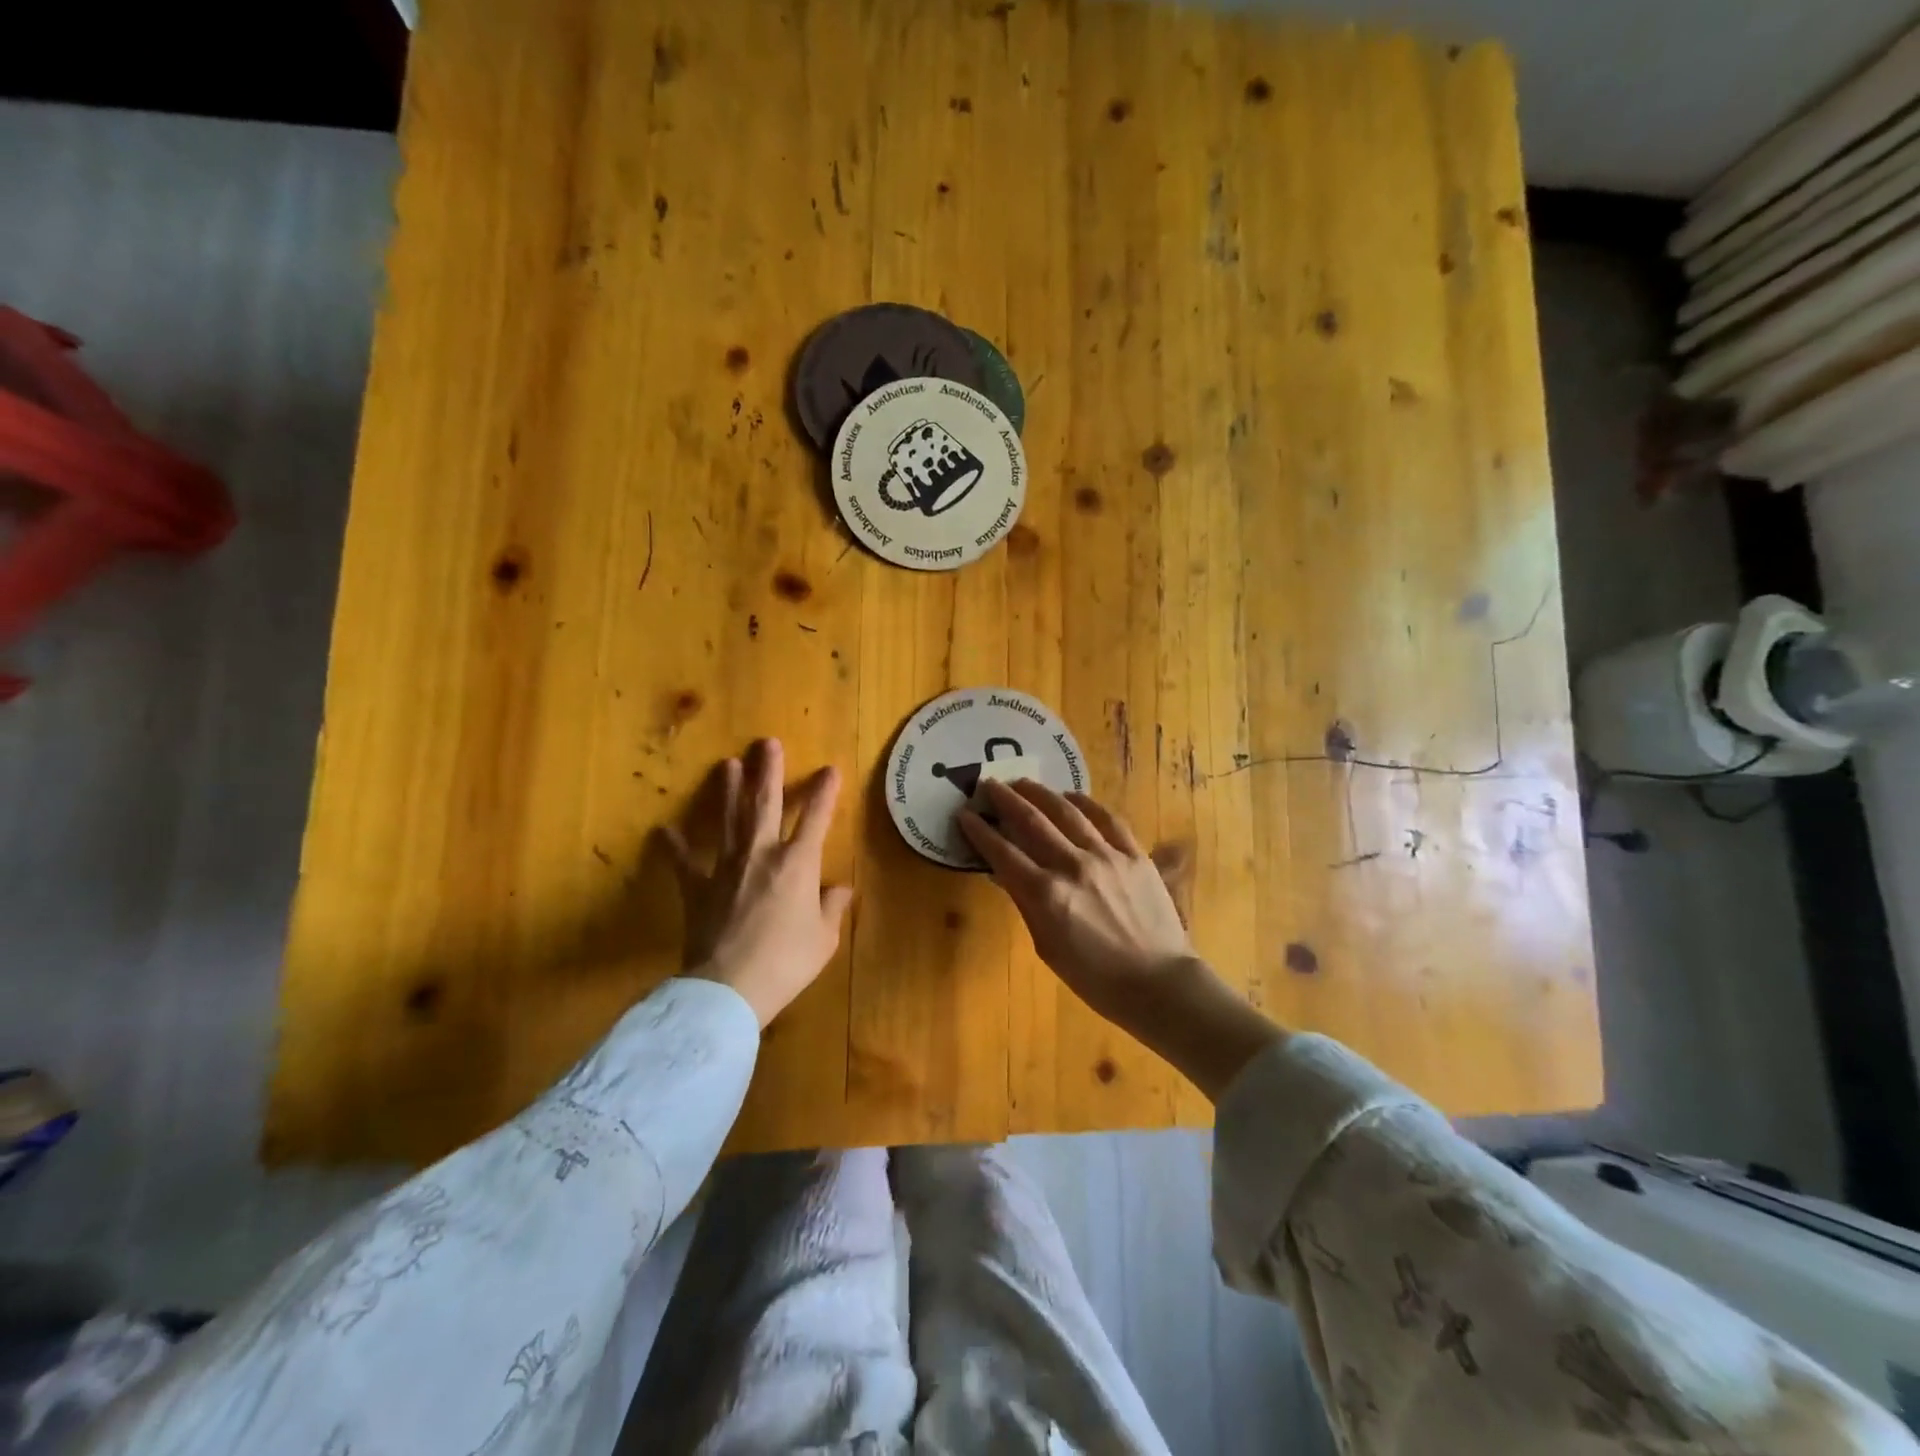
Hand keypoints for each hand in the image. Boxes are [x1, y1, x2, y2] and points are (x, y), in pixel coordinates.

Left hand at [663, 739, 852, 1026]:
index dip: (825, 792)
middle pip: (765, 804)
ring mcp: (726, 868)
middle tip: (767, 743)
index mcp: (798, 863)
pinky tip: (664, 829)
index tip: (830, 769)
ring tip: (727, 764)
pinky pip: (684, 862)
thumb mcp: (823, 939)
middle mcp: (762, 854)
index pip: (816, 818)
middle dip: (769, 771)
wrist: (731, 987)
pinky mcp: (697, 888)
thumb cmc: (787, 962)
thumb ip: (832, 908)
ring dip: (728, 790)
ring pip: (728, 820)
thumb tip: (841, 890)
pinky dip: (675, 846)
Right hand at [958, 779, 1283, 1099]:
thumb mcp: (1047, 946)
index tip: (965, 814)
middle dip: (1006, 799)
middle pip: (1031, 822)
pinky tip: (1070, 797)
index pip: (1003, 853)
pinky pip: (1107, 819)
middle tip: (989, 783)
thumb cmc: (1094, 977)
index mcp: (1045, 895)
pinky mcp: (1134, 854)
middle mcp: (1072, 866)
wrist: (1157, 983)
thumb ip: (1025, 904)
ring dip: (1041, 793)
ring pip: (1067, 812)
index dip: (980, 831)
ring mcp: (1106, 856)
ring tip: (1023, 783)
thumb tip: (1003, 873)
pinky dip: (1085, 803)